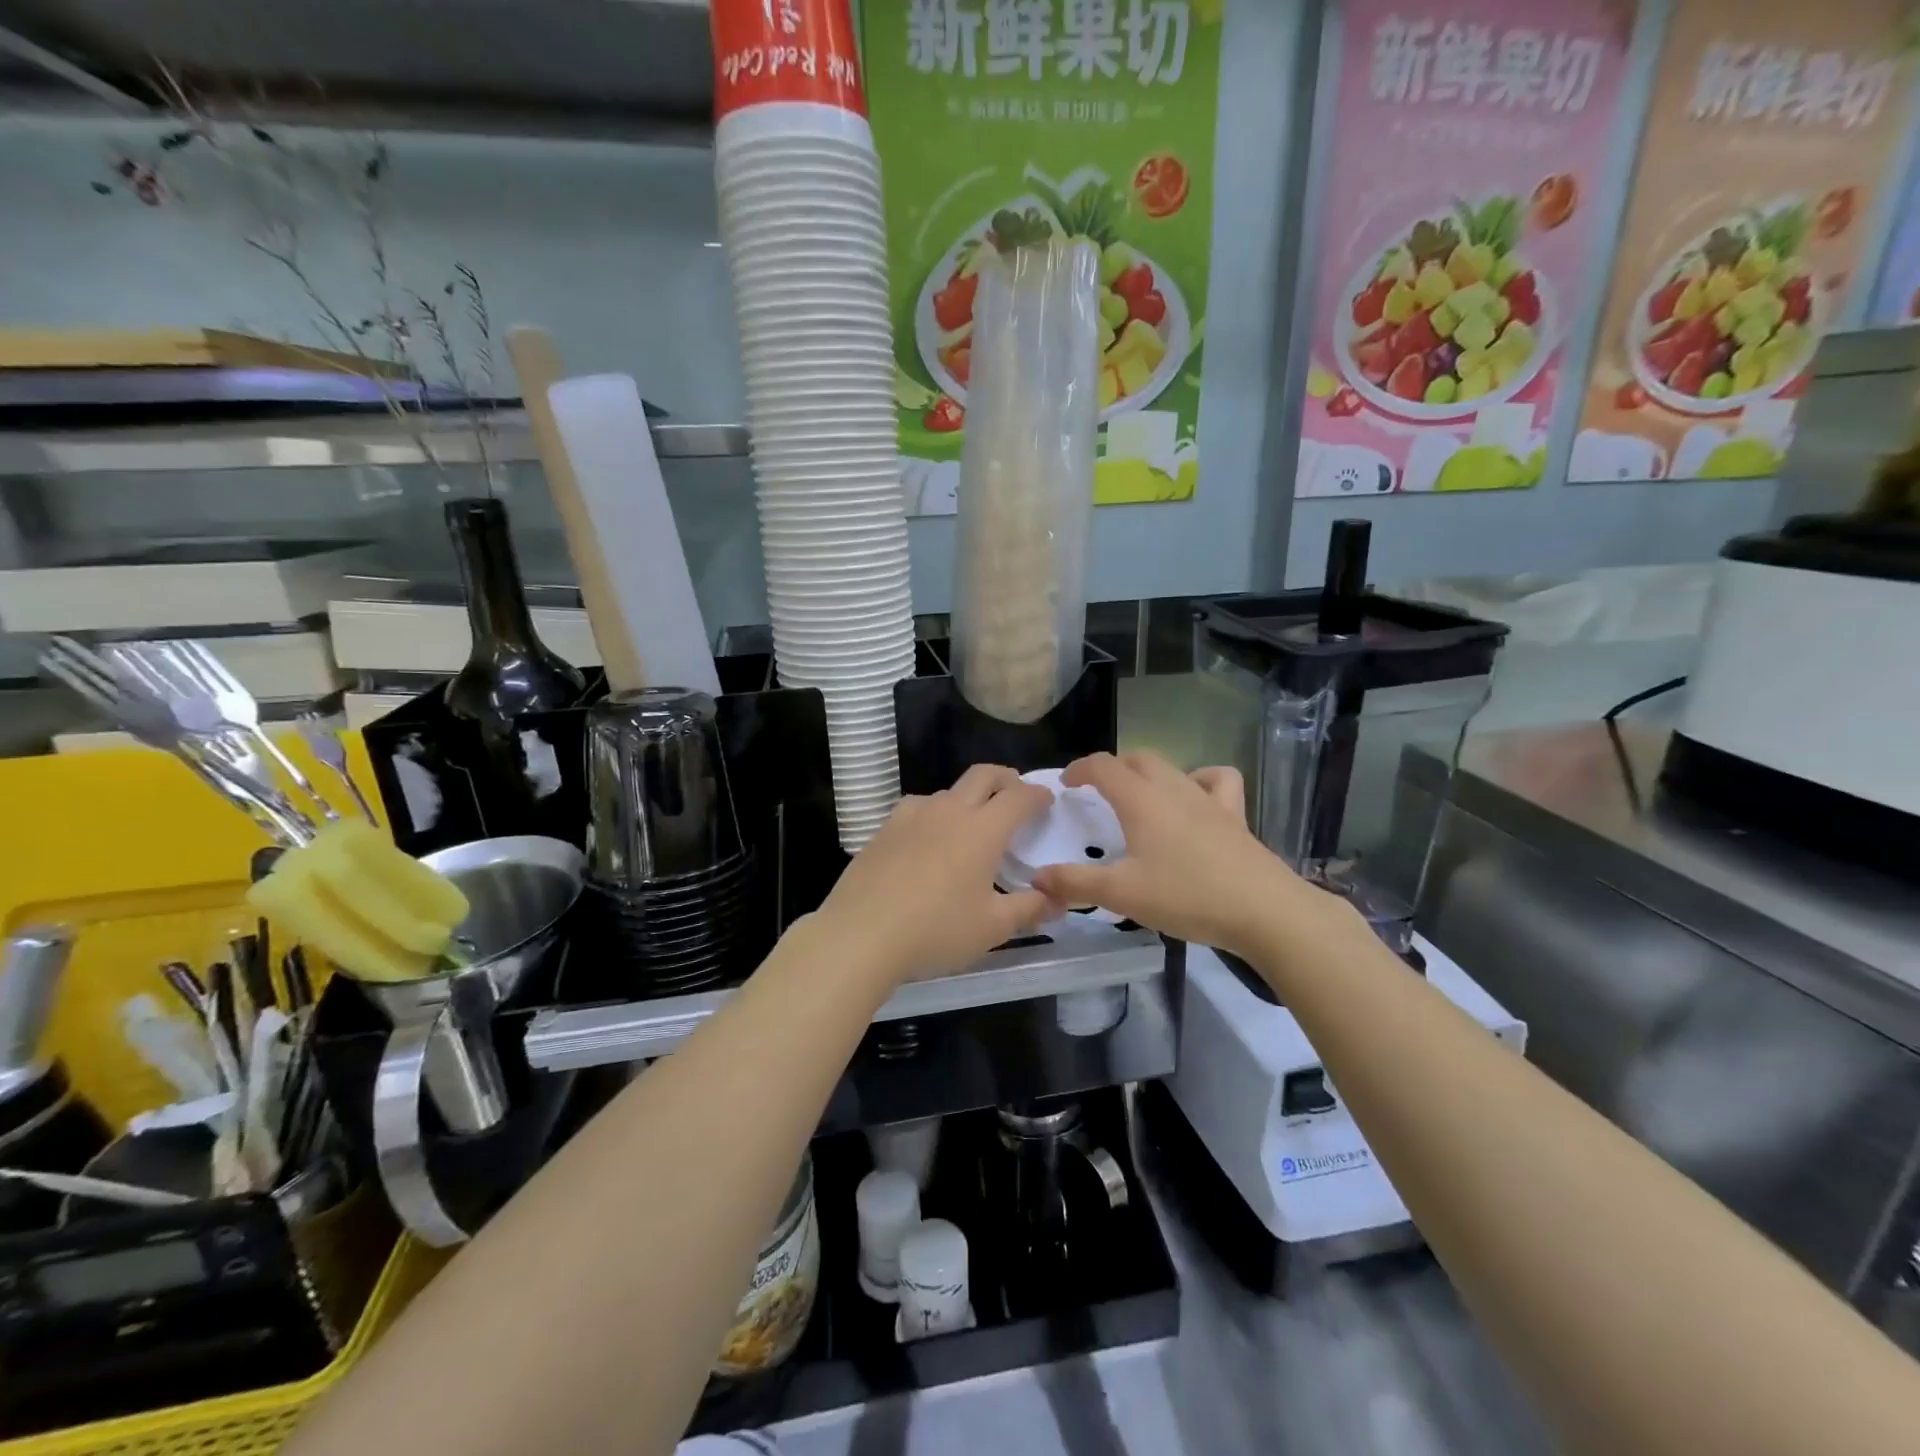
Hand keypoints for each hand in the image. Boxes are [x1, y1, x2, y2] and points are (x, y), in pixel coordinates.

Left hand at [813, 764, 1058, 985]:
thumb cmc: (936, 930)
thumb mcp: (992, 928)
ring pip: (947, 791)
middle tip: (1015, 794)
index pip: (1018, 797)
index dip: (1037, 794)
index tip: (1047, 799)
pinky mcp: (884, 829)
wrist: (861, 934)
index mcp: (982, 830)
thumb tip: (1056, 900)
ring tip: (970, 824)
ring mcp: (912, 816)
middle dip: (1005, 778)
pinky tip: (927, 839)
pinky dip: (934, 814)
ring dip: (967, 797)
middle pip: (983, 775)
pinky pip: (917, 808)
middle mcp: (949, 811)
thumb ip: (1029, 909)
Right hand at [1031, 752, 1353, 958]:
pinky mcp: (1235, 816)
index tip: (1066, 784)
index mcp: (1141, 800)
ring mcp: (1208, 799)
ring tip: (1141, 794)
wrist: (1264, 910)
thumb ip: (1076, 883)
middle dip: (1113, 768)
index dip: (1080, 768)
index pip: (1103, 766)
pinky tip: (1195, 800)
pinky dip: (1201, 779)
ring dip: (1150, 772)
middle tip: (1097, 791)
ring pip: (1173, 767)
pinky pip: (1218, 781)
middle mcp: (1173, 789)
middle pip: (1138, 759)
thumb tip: (1037, 876)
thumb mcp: (1122, 894)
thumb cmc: (1186, 896)